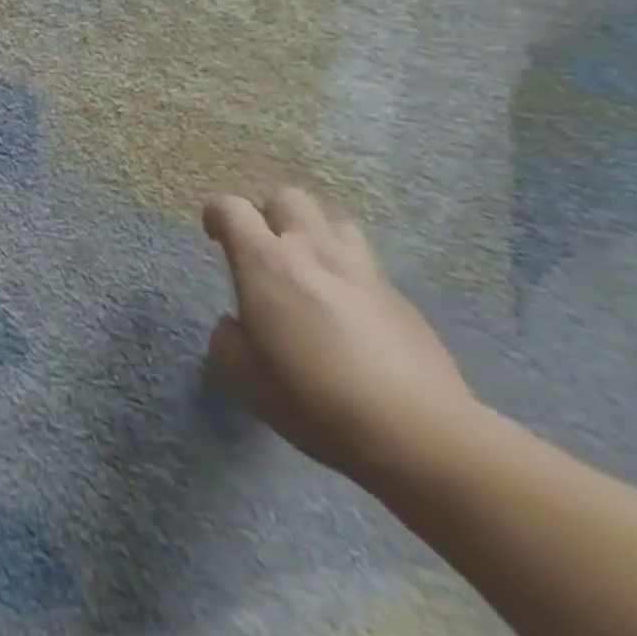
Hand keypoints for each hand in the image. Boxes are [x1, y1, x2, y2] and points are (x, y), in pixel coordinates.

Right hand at [201, 188, 477, 487]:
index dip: (216, 215)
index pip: (230, 207)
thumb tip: (237, 326)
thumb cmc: (313, 399)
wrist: (422, 438)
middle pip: (288, 198)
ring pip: (337, 226)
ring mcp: (365, 275)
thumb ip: (227, 339)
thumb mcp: (242, 377)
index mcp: (265, 261)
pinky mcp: (406, 305)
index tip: (214, 237)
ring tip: (313, 276)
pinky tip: (354, 324)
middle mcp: (313, 252)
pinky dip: (353, 285)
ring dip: (319, 241)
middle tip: (265, 251)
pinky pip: (370, 274)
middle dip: (271, 215)